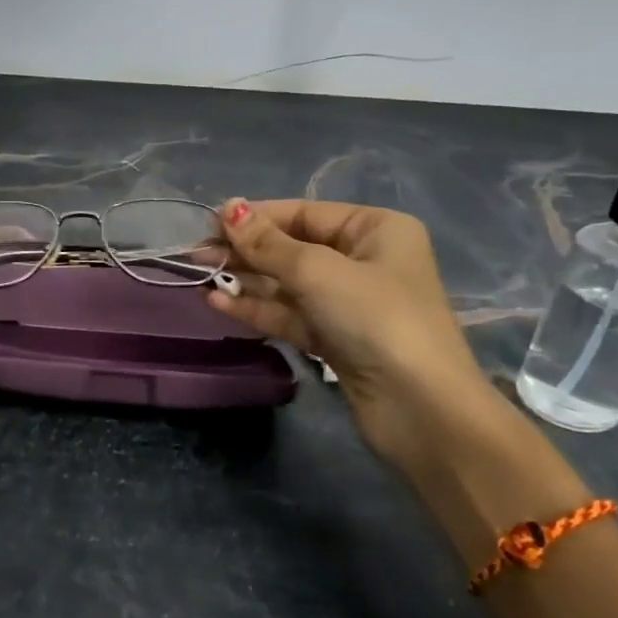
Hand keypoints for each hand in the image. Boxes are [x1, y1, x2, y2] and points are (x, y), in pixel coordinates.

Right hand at [209, 198, 501, 464]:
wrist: (421, 409)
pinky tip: (218, 304)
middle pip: (293, 248)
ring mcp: (349, 303)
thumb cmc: (376, 319)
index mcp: (375, 229)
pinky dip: (257, 309)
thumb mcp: (317, 272)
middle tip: (196, 255)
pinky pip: (290, 315)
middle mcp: (364, 260)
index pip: (304, 213)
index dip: (256, 217)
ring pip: (287, 284)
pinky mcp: (335, 339)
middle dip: (246, 251)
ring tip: (200, 278)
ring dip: (246, 282)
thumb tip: (228, 208)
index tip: (209, 223)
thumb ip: (268, 243)